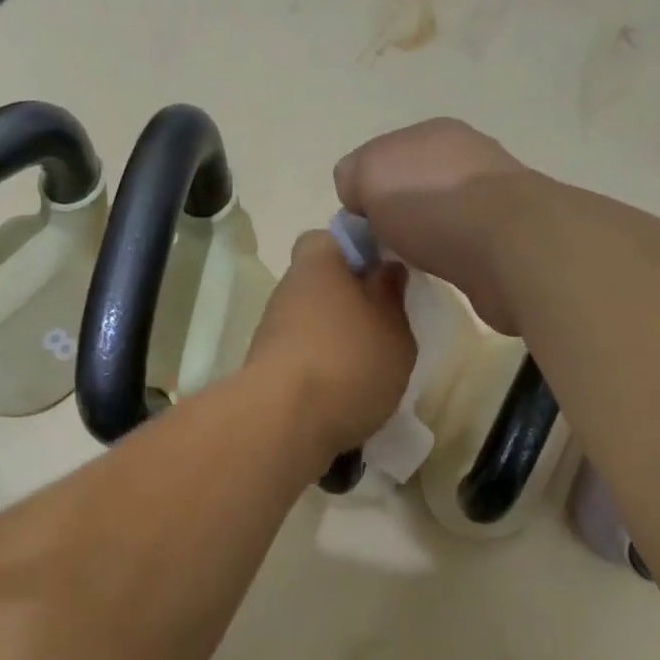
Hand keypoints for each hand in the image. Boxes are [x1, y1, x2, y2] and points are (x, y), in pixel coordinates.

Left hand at [248, 231, 415, 457]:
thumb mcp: (394, 330)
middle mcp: (289, 287)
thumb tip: (386, 269)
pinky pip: (302, 353)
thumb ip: (393, 297)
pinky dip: (321, 365)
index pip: (336, 236)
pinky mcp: (265, 366)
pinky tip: (344, 390)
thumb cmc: (349, 363)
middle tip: (384, 324)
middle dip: (350, 298)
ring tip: (369, 365)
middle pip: (322, 281)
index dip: (362, 250)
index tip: (387, 275)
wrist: (283, 422)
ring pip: (311, 319)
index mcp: (320, 261)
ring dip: (336, 335)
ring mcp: (272, 327)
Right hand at [333, 118, 537, 333]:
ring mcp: (493, 195)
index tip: (361, 226)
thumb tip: (359, 197)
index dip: (365, 192)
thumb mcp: (370, 175)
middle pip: (413, 185)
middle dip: (396, 214)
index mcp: (433, 132)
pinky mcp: (509, 235)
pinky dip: (449, 256)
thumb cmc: (432, 205)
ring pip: (439, 215)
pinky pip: (463, 244)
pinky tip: (445, 269)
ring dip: (425, 236)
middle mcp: (467, 156)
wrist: (509, 246)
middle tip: (384, 247)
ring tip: (414, 262)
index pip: (382, 158)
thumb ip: (353, 176)